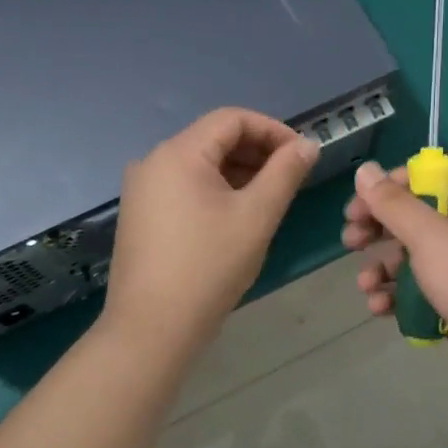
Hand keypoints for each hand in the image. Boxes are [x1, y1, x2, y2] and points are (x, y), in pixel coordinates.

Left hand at [103, 109, 318, 356]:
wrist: (151, 329)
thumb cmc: (209, 267)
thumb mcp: (256, 216)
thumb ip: (285, 173)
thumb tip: (307, 145)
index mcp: (178, 153)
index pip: (232, 119)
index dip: (273, 130)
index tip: (303, 155)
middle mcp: (152, 161)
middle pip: (213, 139)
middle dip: (257, 152)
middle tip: (291, 178)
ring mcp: (141, 190)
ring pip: (199, 165)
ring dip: (238, 172)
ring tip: (270, 198)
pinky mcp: (139, 215)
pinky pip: (184, 187)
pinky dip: (215, 191)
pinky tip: (237, 216)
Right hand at [341, 162, 447, 409]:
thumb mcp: (430, 238)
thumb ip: (393, 204)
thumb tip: (365, 169)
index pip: (423, 182)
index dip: (387, 189)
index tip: (357, 206)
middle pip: (412, 221)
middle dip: (377, 230)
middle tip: (350, 241)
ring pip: (411, 261)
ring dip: (382, 270)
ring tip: (365, 286)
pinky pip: (419, 294)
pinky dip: (397, 299)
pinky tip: (380, 310)